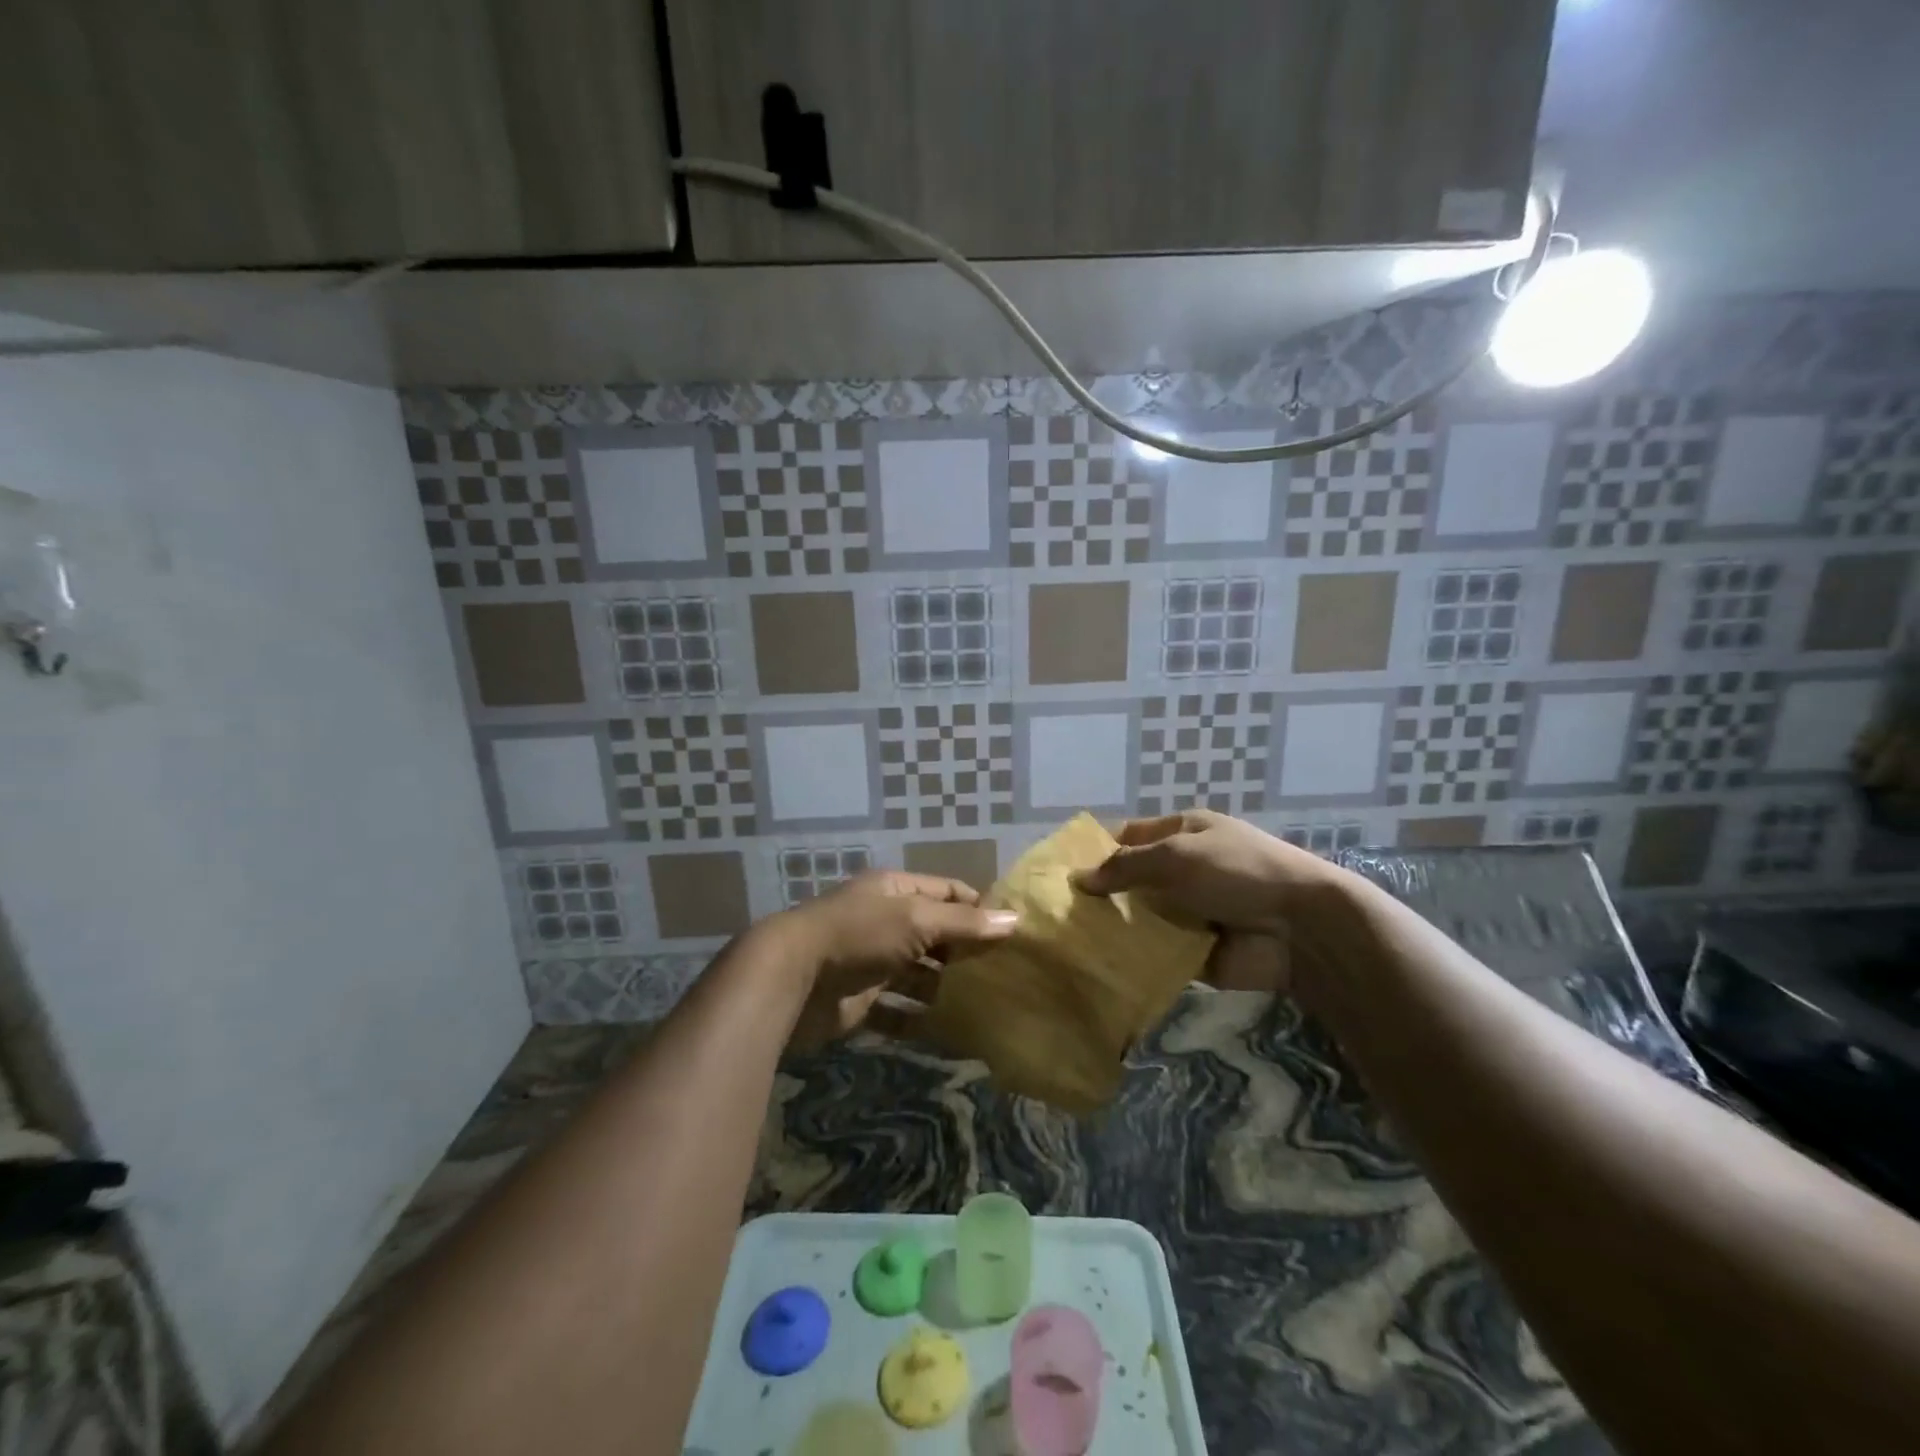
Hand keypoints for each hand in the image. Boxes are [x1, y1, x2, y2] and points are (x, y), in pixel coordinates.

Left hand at [773, 871, 1017, 1050]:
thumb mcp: (916, 920)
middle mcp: (885, 921)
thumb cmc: (859, 935)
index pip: (947, 892)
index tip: (1011, 931)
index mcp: (896, 891)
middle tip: (1005, 974)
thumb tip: (1014, 920)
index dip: (978, 907)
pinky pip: (897, 1011)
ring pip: (918, 974)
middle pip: (935, 933)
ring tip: (984, 1006)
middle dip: (965, 951)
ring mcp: (872, 962)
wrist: (791, 979)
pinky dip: (918, 1020)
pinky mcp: (860, 1000)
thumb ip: (964, 924)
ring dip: (944, 988)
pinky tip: (947, 1032)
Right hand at [1070, 809, 1344, 935]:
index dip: (1095, 851)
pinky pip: (1155, 952)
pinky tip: (1098, 966)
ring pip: (1138, 918)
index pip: (1127, 837)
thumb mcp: (1176, 856)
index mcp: (1182, 833)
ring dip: (1113, 928)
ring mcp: (1188, 911)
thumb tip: (1079, 879)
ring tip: (1067, 943)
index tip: (1058, 871)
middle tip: (1055, 914)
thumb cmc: (1236, 872)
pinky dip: (1134, 958)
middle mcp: (1182, 870)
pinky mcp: (1194, 951)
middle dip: (1099, 895)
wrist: (1301, 928)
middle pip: (1130, 880)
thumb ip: (1125, 866)